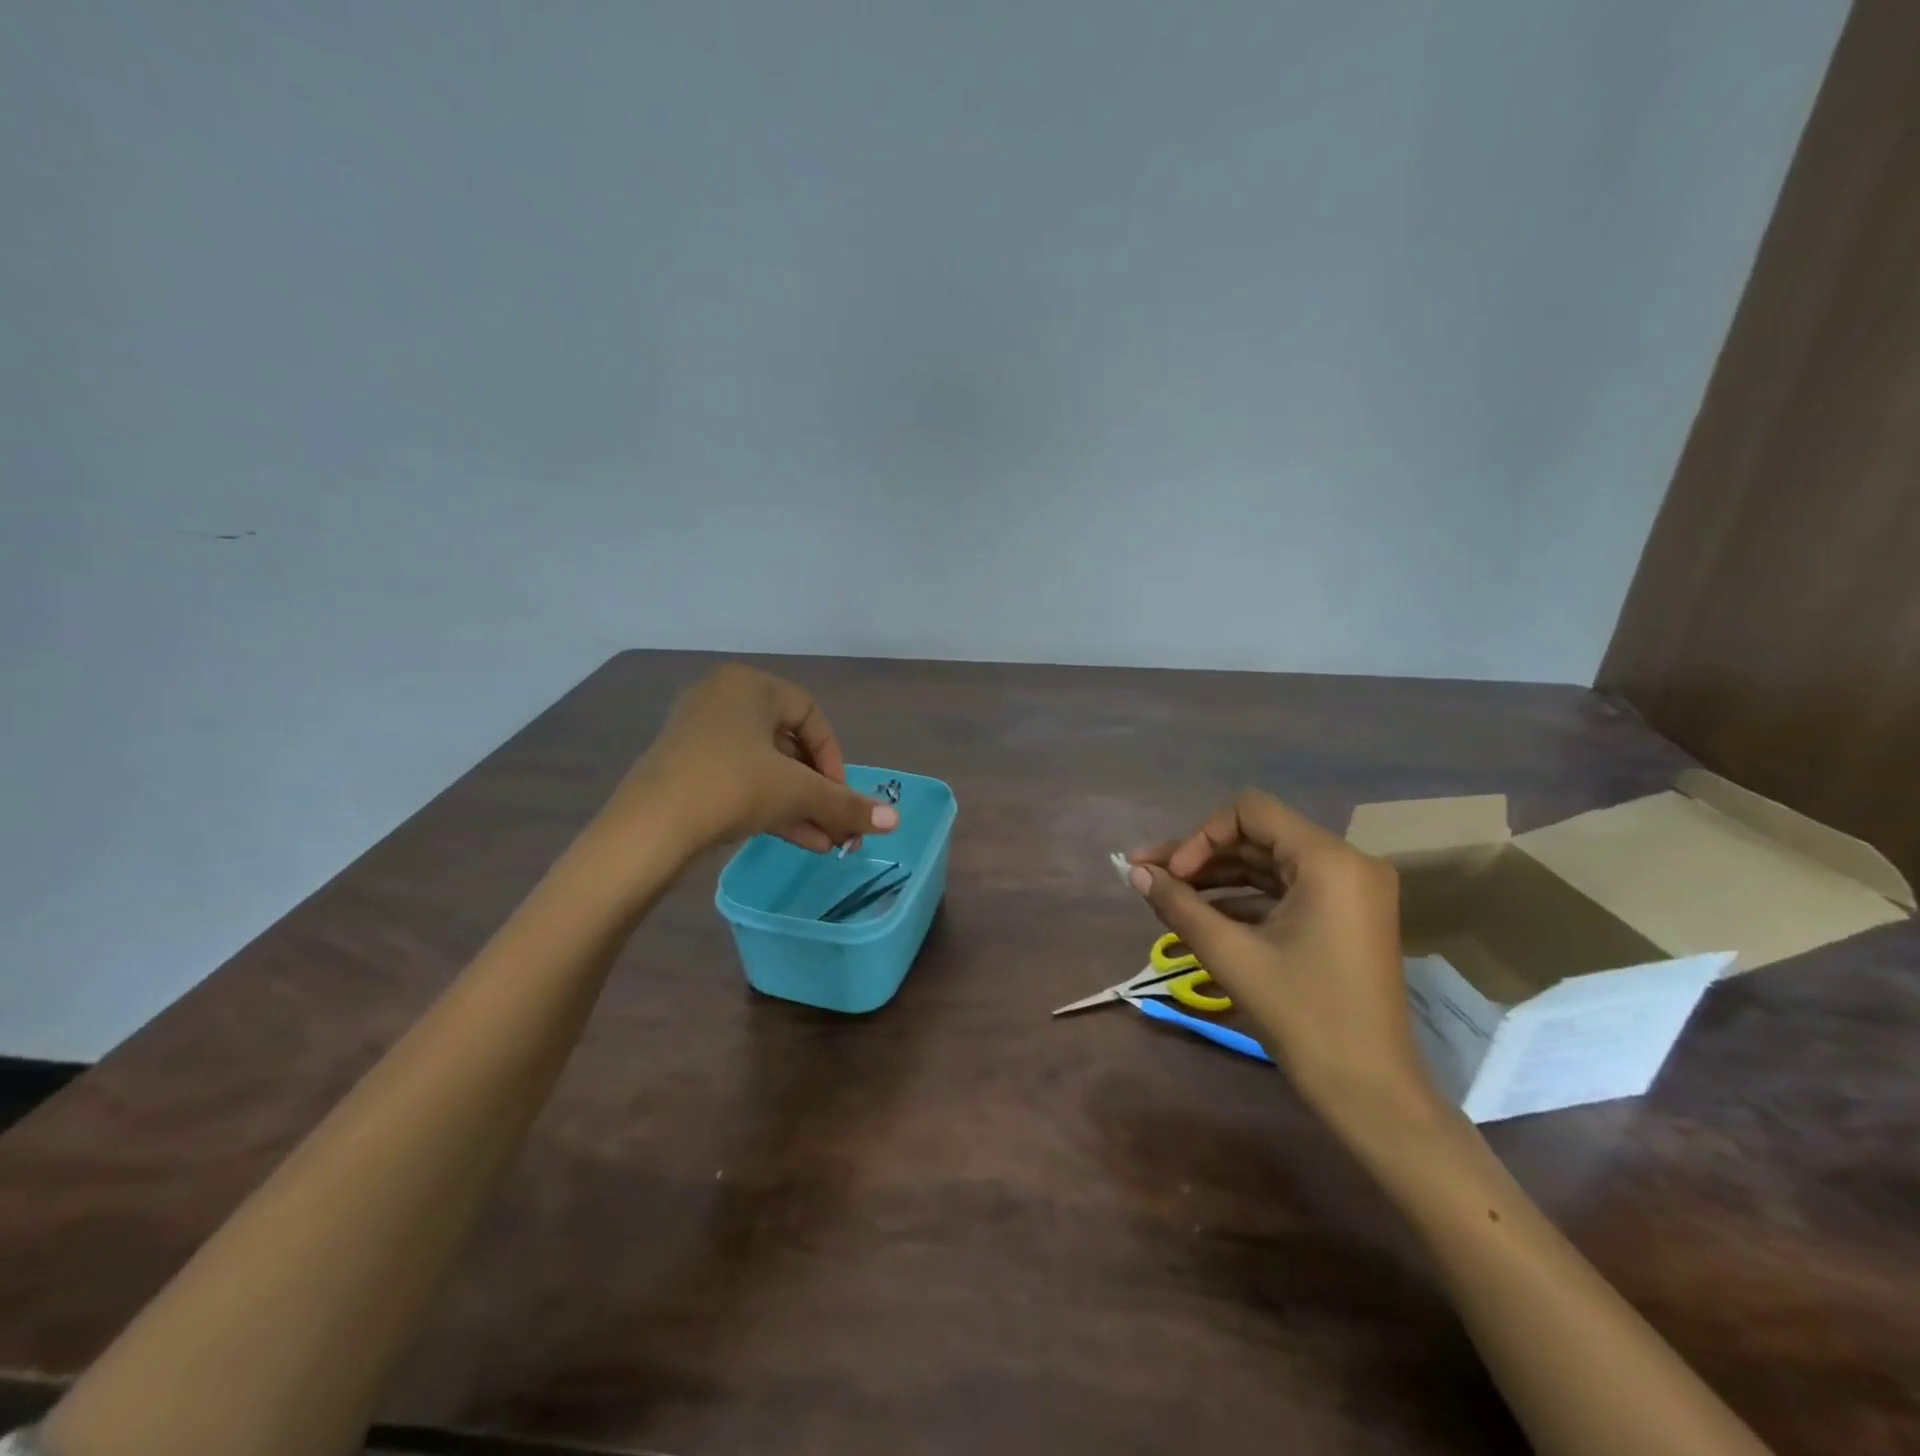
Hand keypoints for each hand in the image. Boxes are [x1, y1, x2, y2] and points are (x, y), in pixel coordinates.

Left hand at [612, 664, 898, 856]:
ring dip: (800, 806)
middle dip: (819, 791)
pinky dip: (770, 808)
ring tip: (828, 844)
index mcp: (749, 685)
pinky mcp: (684, 768)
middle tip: (839, 824)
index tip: (841, 795)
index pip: (811, 715)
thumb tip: (896, 822)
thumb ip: (846, 804)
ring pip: (765, 769)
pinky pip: (739, 781)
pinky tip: (800, 841)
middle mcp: (722, 700)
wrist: (648, 829)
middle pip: (789, 746)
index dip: (834, 759)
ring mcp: (698, 735)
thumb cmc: (731, 787)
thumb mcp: (796, 792)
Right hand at [1127, 789, 1435, 1127]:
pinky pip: (1286, 890)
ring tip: (1166, 894)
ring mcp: (1350, 891)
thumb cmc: (1302, 1016)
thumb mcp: (1230, 956)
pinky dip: (1244, 899)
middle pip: (1257, 837)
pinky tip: (1202, 915)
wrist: (1370, 1092)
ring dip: (1217, 877)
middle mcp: (1346, 863)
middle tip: (1148, 875)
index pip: (1249, 812)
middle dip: (1200, 856)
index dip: (1200, 835)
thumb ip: (1179, 905)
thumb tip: (1135, 872)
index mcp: (1329, 860)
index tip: (1172, 875)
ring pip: (1268, 864)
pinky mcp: (1345, 917)